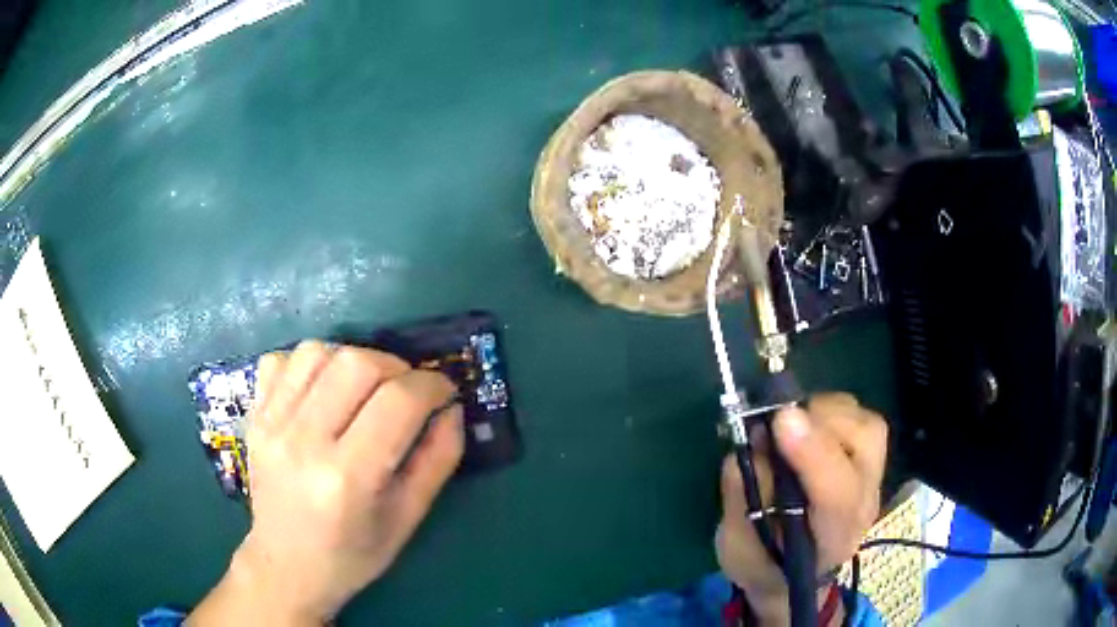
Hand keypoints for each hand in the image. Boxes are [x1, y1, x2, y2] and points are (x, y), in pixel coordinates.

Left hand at [188, 341, 464, 625]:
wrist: (286, 565)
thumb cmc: (353, 554)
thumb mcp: (408, 519)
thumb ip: (438, 460)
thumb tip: (452, 407)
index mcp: (348, 478)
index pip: (398, 401)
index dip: (433, 386)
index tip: (444, 392)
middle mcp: (303, 442)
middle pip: (357, 363)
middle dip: (396, 367)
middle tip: (406, 391)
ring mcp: (271, 424)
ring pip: (318, 351)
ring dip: (352, 360)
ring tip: (363, 389)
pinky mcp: (254, 417)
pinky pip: (281, 360)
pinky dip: (309, 364)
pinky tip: (321, 391)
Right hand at [715, 393, 886, 624]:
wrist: (791, 572)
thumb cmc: (762, 563)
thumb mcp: (738, 547)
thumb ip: (743, 499)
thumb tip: (747, 446)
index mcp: (833, 537)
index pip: (838, 494)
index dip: (814, 454)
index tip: (782, 421)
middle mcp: (863, 502)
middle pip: (865, 446)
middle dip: (820, 421)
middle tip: (774, 422)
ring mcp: (871, 476)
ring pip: (865, 423)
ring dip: (824, 411)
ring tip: (787, 423)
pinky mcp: (867, 456)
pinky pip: (859, 416)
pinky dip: (829, 410)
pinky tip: (803, 423)